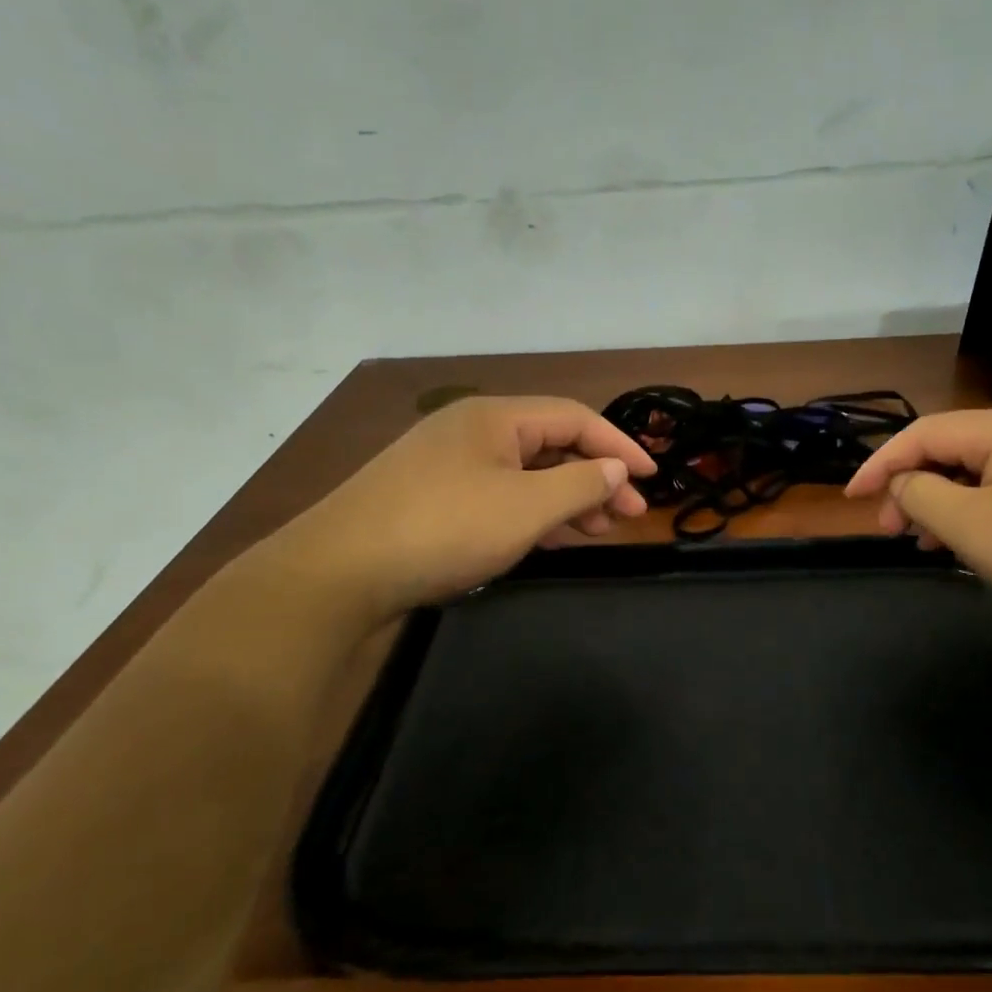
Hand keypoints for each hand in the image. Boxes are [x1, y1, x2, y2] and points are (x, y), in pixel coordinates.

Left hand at [276, 395, 655, 622]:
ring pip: (525, 473)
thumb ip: (579, 484)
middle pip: (551, 443)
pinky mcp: (432, 498)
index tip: (653, 479)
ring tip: (597, 530)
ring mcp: (448, 465)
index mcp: (494, 417)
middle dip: (596, 476)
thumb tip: (615, 470)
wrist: (338, 573)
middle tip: (629, 515)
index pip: (574, 417)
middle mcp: (471, 431)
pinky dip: (533, 513)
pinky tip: (551, 538)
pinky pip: (499, 495)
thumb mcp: (525, 508)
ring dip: (566, 498)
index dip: (620, 445)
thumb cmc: (443, 529)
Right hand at [843, 406, 991, 632]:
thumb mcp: (974, 526)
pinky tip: (973, 540)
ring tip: (926, 542)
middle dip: (914, 486)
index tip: (850, 497)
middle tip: (892, 530)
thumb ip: (922, 495)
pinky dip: (980, 508)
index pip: (925, 433)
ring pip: (983, 469)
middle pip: (954, 448)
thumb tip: (902, 483)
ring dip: (945, 500)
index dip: (881, 463)